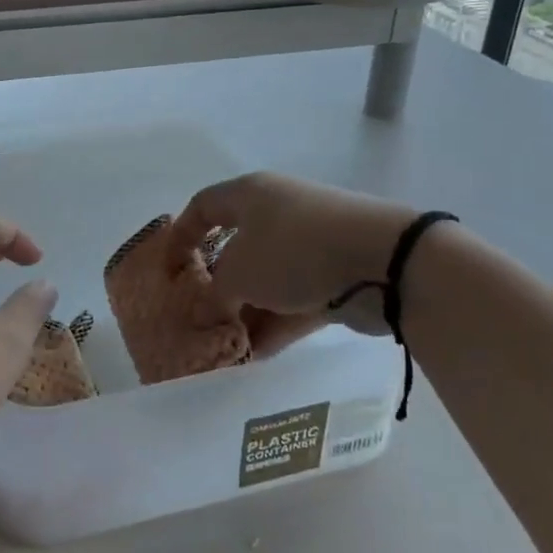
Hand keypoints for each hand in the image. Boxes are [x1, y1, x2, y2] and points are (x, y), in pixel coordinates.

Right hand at [169, 173, 419, 337]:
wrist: (384, 262)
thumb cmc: (294, 251)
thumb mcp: (240, 274)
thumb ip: (215, 294)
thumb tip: (208, 310)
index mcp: (250, 195)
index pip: (203, 207)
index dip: (180, 236)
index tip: (168, 271)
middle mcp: (278, 213)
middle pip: (237, 248)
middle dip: (218, 286)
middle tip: (201, 317)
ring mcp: (310, 245)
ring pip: (268, 280)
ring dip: (247, 313)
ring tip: (227, 348)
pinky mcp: (336, 275)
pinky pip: (296, 301)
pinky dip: (277, 325)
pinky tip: (257, 357)